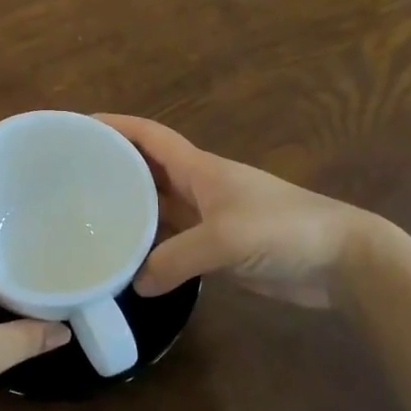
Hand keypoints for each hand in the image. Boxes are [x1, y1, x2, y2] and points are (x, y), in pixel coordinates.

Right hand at [97, 114, 379, 310]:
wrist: (341, 260)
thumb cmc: (283, 229)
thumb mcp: (224, 240)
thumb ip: (175, 259)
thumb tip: (136, 284)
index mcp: (199, 168)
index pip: (149, 136)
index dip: (115, 126)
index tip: (78, 126)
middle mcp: (198, 187)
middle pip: (147, 169)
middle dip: (112, 167)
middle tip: (69, 179)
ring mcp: (208, 219)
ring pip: (158, 207)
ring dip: (129, 209)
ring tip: (86, 218)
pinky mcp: (218, 249)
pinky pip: (173, 241)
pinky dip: (150, 247)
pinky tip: (127, 260)